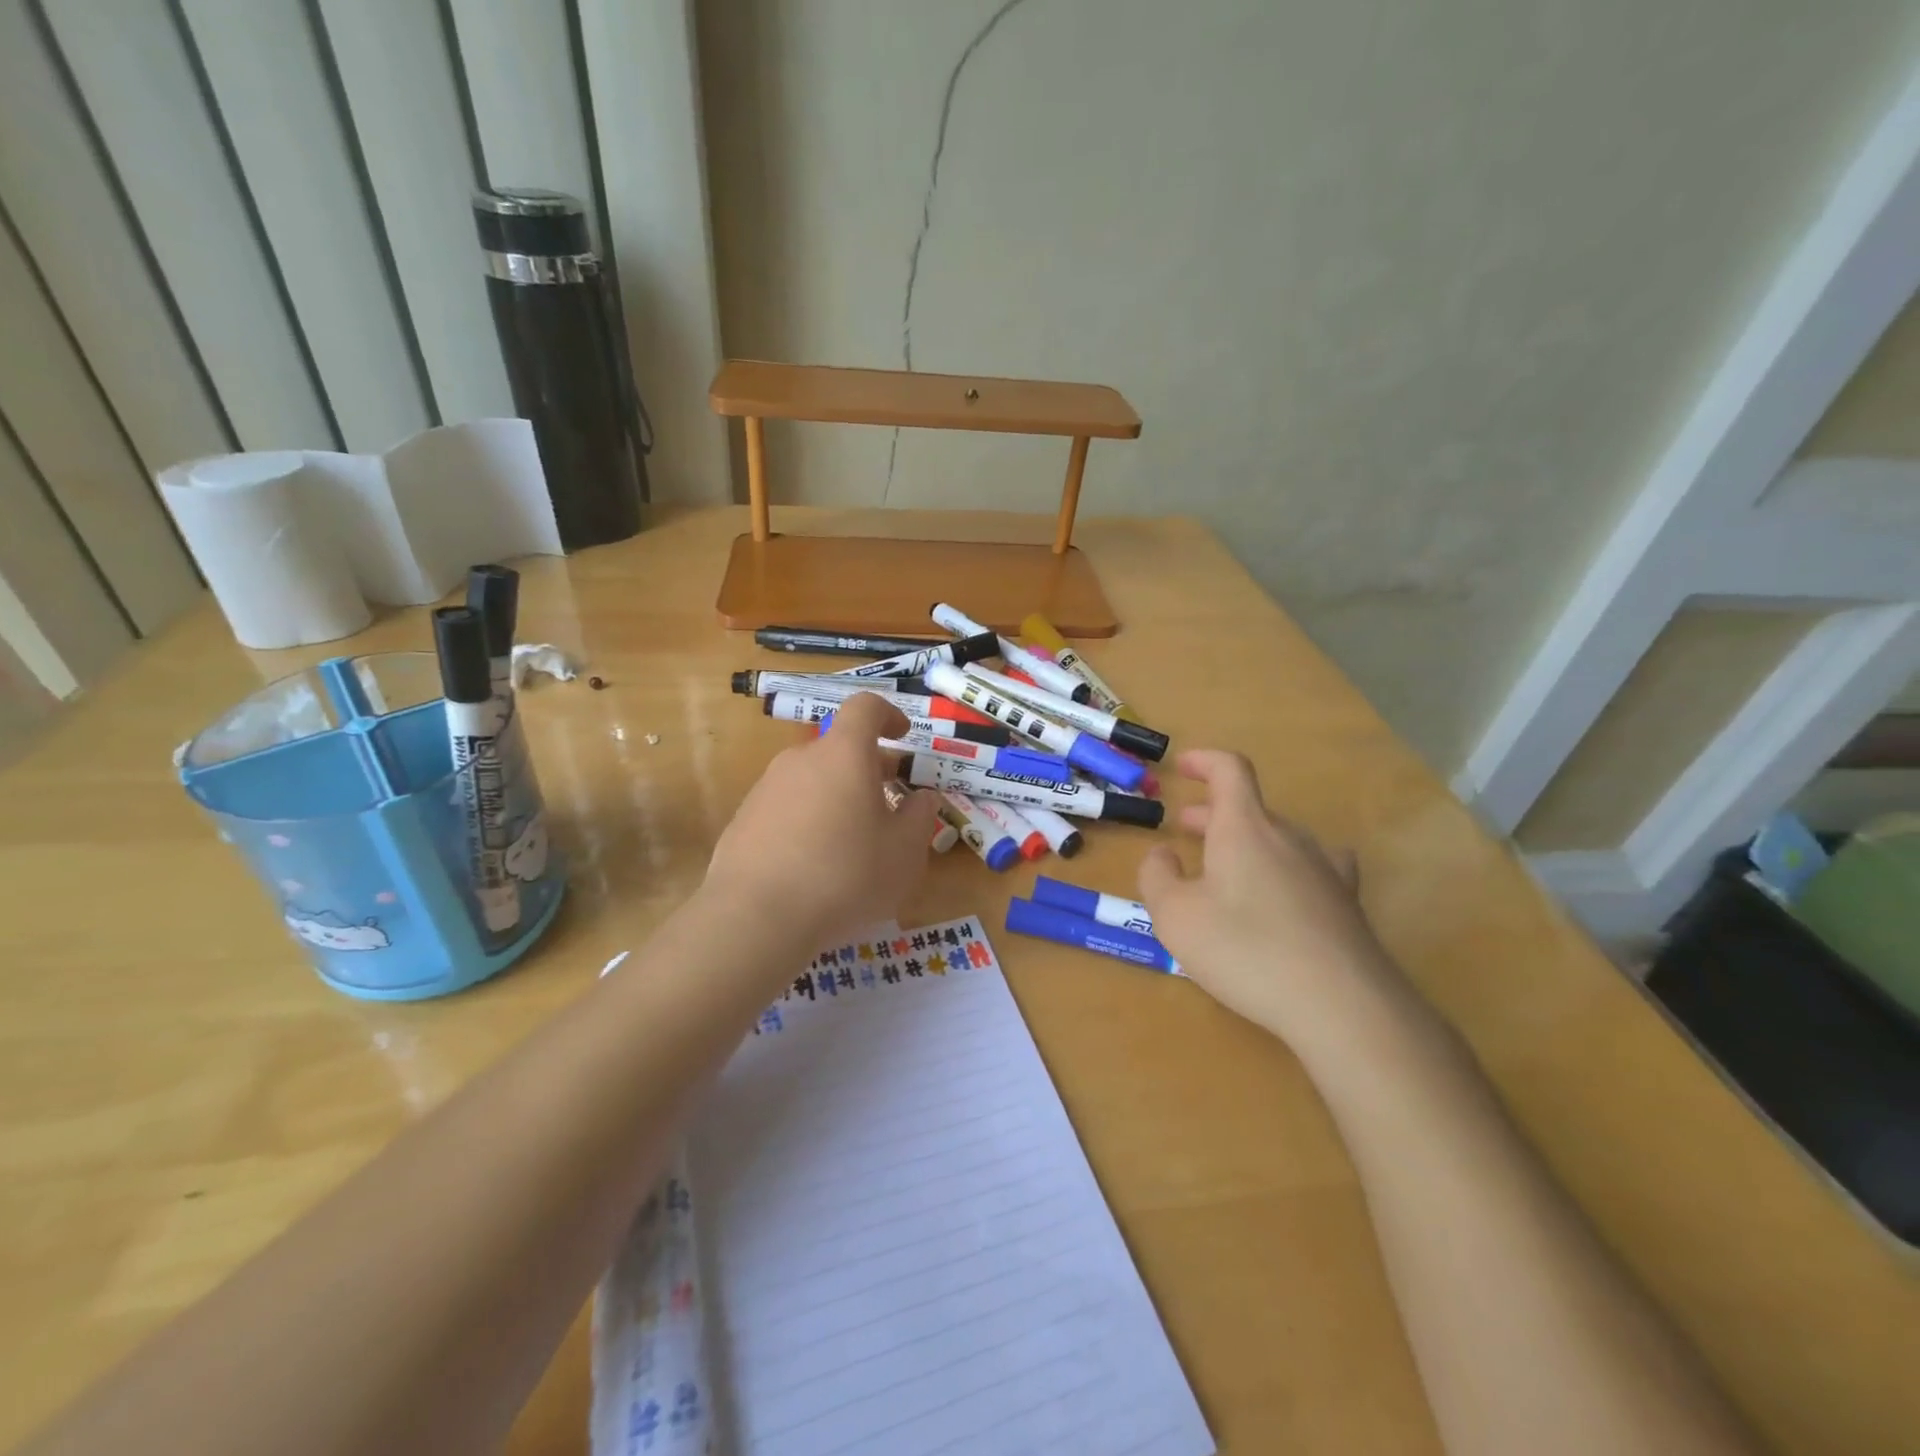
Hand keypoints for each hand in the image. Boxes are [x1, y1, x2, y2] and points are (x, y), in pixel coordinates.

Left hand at [705, 693, 940, 948]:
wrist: (755, 918)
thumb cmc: (845, 876)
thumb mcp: (904, 852)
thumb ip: (919, 817)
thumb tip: (922, 797)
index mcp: (844, 755)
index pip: (866, 707)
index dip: (889, 714)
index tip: (904, 736)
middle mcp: (801, 760)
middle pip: (839, 748)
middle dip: (868, 768)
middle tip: (889, 804)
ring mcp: (766, 788)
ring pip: (812, 780)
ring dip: (837, 797)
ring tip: (852, 843)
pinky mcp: (743, 820)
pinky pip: (786, 808)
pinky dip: (807, 821)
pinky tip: (813, 865)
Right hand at [1138, 750, 1416, 1055]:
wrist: (1342, 1005)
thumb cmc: (1245, 950)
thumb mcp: (1175, 916)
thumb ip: (1157, 876)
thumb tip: (1162, 853)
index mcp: (1245, 828)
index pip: (1230, 770)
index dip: (1204, 760)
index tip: (1182, 766)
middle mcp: (1288, 837)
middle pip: (1250, 808)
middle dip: (1212, 813)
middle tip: (1184, 829)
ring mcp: (1324, 869)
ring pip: (1277, 838)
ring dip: (1245, 842)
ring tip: (1223, 868)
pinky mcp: (1346, 904)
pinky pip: (1311, 868)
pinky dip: (1285, 868)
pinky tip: (1284, 890)